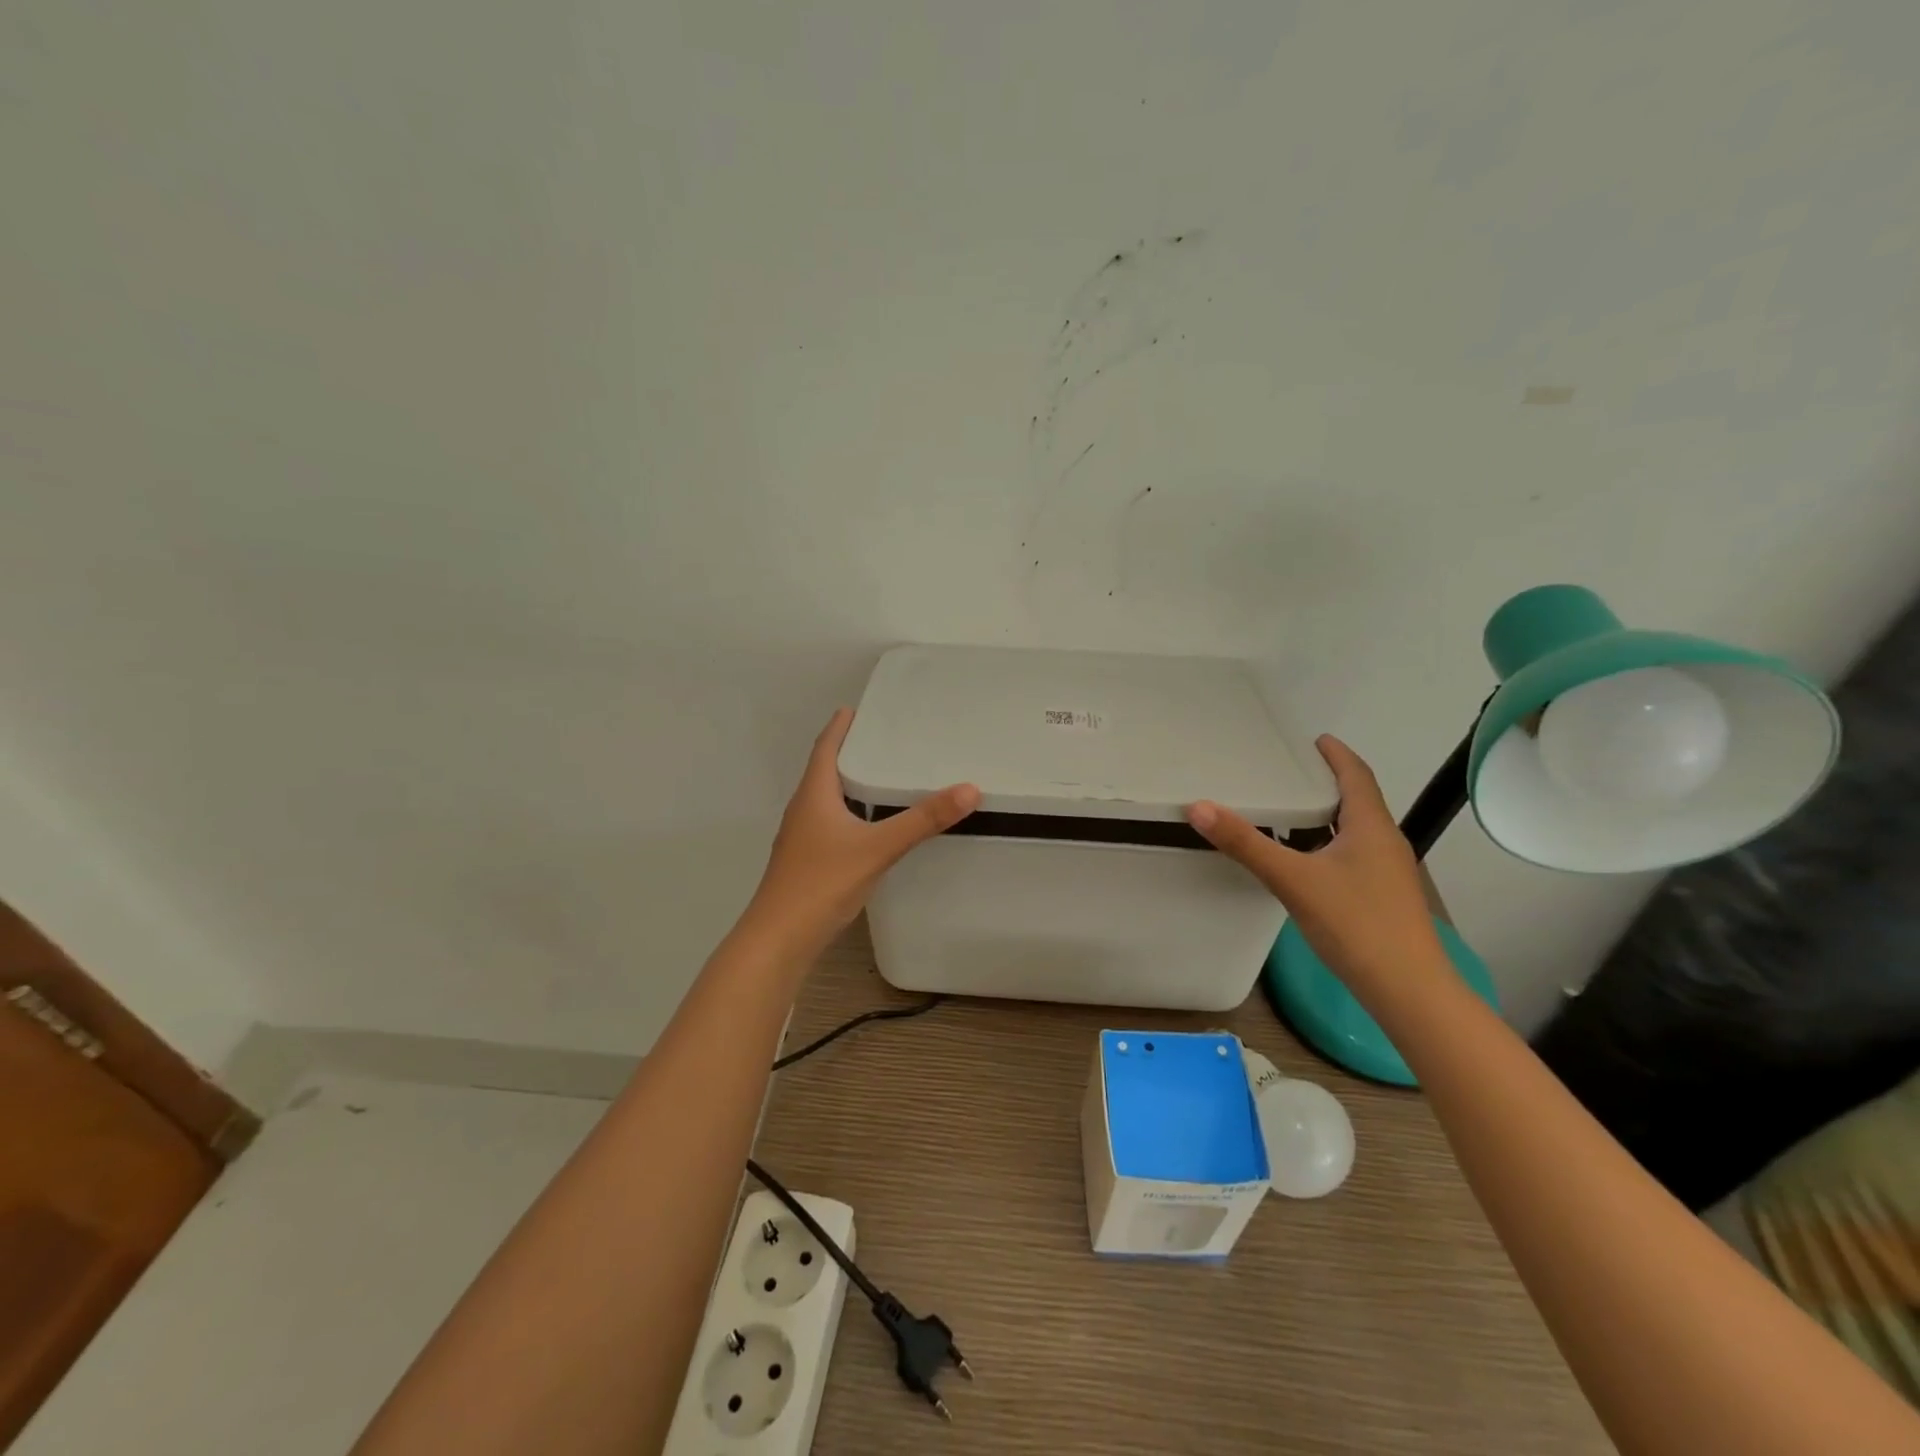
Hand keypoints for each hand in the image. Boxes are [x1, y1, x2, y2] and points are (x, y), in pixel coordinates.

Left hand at [747, 708, 979, 953]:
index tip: (856, 708)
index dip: (840, 727)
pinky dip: (850, 813)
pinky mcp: (806, 861)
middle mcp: (803, 810)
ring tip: (882, 778)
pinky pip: (830, 823)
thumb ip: (922, 820)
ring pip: (827, 799)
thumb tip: (968, 789)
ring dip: (849, 784)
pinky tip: (870, 827)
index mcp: (813, 795)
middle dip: (849, 752)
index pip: (825, 748)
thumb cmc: (822, 883)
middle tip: (883, 740)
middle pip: (825, 771)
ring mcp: (801, 838)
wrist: (779, 939)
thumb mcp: (878, 848)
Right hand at [1187, 735, 1441, 988]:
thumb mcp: (1293, 880)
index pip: (1357, 775)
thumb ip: (1246, 844)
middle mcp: (1385, 843)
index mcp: (1371, 827)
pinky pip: (1356, 854)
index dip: (1337, 754)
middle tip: (1292, 771)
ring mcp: (1389, 872)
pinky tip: (1309, 861)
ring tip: (1294, 810)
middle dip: (1330, 781)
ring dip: (1331, 813)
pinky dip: (1331, 842)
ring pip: (1358, 829)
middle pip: (1360, 799)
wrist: (1408, 991)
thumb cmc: (1356, 924)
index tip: (1315, 739)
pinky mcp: (1385, 898)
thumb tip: (1199, 807)